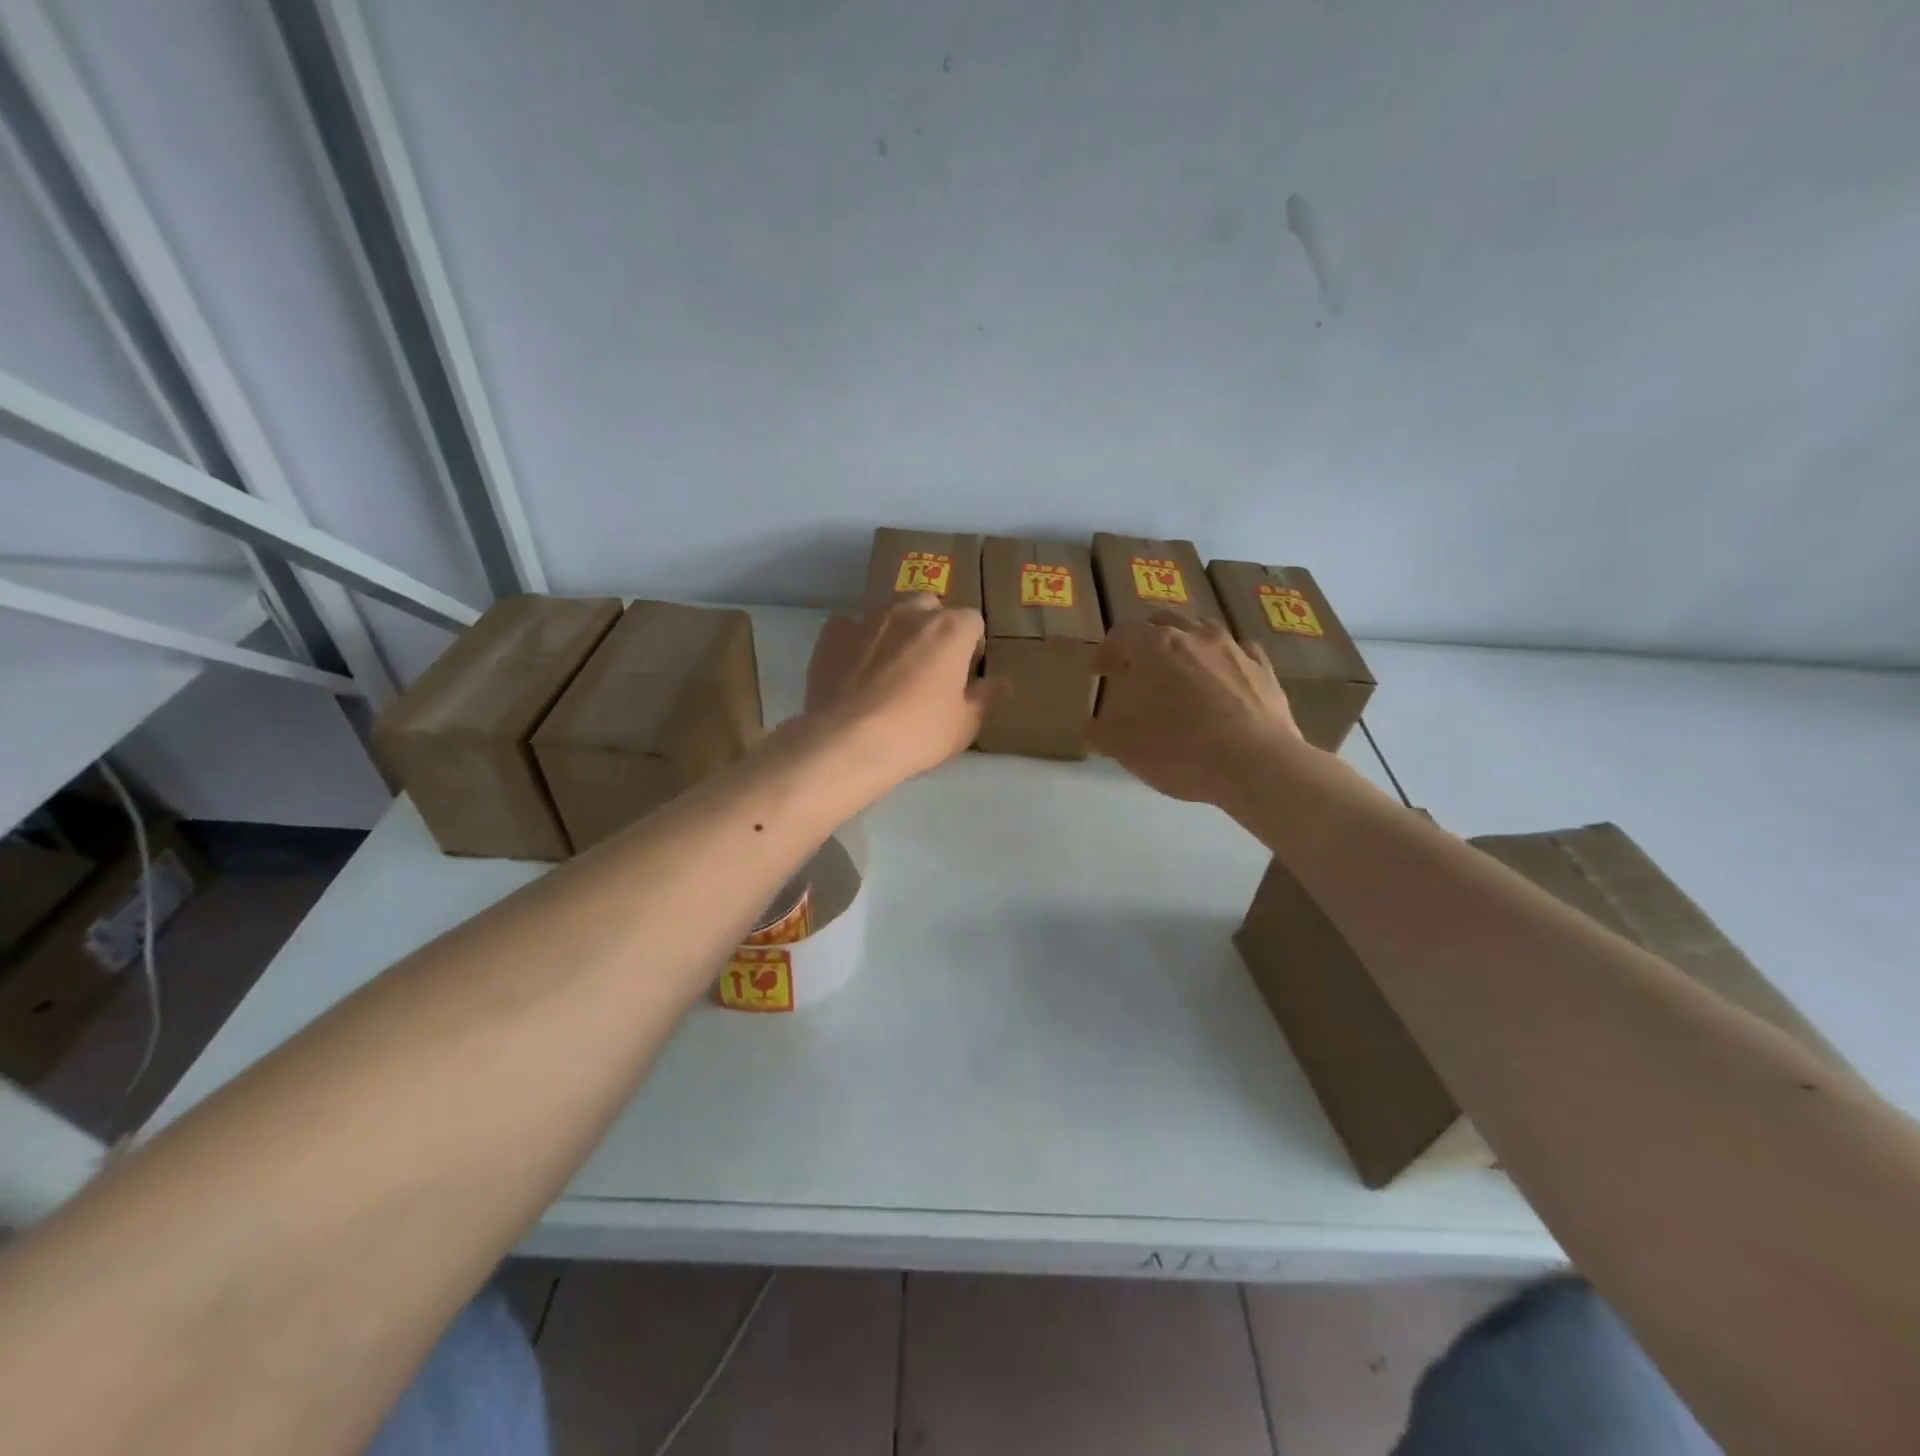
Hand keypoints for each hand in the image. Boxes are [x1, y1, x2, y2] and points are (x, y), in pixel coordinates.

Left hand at [804, 595, 998, 785]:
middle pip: (930, 606)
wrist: (848, 741)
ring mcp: (868, 619)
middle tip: (929, 665)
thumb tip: (1000, 682)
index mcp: (950, 630)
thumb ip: (984, 698)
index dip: (971, 645)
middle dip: (933, 627)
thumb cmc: (917, 733)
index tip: (965, 672)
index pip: (973, 621)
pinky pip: (849, 626)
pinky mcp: (833, 634)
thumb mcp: (964, 725)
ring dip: (897, 629)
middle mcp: (910, 612)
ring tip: (891, 664)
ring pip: (890, 611)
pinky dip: (856, 639)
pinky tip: (854, 666)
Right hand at [1089, 612, 1303, 806]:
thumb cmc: (1179, 750)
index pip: (1121, 635)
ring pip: (1202, 631)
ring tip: (1180, 673)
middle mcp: (1194, 636)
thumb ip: (1100, 730)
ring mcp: (1233, 648)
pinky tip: (1223, 682)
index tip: (1100, 673)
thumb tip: (1093, 725)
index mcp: (1154, 647)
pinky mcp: (1264, 669)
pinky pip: (1239, 652)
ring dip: (1186, 646)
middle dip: (1145, 641)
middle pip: (1162, 623)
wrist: (1256, 765)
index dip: (1106, 652)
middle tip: (1138, 668)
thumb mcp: (1123, 747)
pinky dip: (1224, 662)